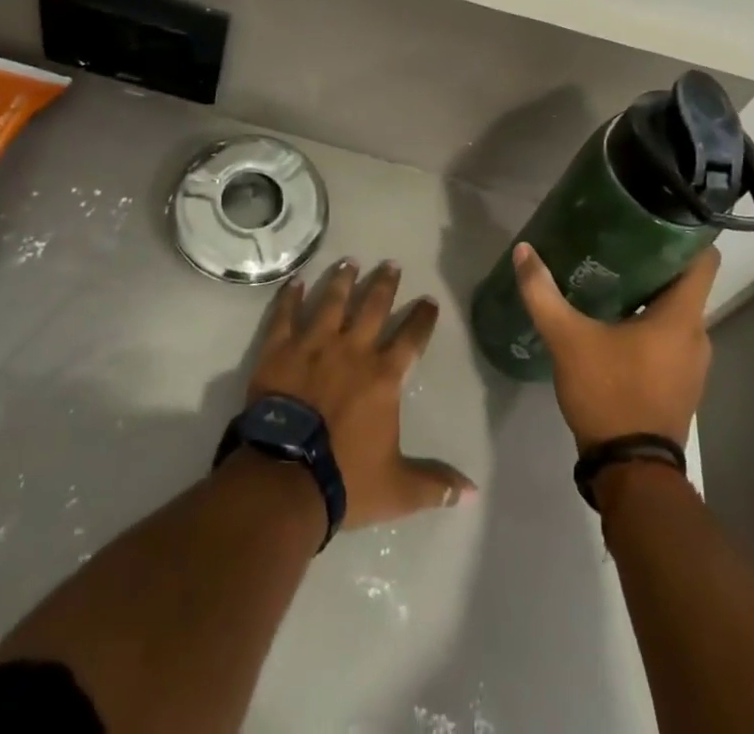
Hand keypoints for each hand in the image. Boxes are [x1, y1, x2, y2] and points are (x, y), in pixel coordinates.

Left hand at [248, 259, 475, 529]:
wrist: (285, 476)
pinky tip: (296, 281)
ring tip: (350, 261)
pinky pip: (286, 315)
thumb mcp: (398, 488)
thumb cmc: (345, 479)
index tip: (429, 301)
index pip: (411, 339)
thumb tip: (473, 491)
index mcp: (383, 377)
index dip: (422, 319)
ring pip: (332, 302)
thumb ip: (435, 484)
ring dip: (343, 280)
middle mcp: (352, 350)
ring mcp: (313, 345)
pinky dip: (291, 297)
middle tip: (391, 264)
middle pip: (373, 307)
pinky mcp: (280, 350)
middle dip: (385, 285)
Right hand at [512, 242, 718, 452]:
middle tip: (618, 241)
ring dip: (651, 294)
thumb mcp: (567, 339)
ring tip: (613, 275)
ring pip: (677, 312)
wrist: (631, 472)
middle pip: (686, 283)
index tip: (657, 215)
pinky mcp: (682, 383)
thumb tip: (523, 251)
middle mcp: (698, 335)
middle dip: (655, 261)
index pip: (704, 260)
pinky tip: (616, 321)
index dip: (686, 233)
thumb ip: (543, 293)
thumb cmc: (609, 394)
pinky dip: (651, 323)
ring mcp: (694, 364)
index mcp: (682, 317)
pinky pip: (671, 338)